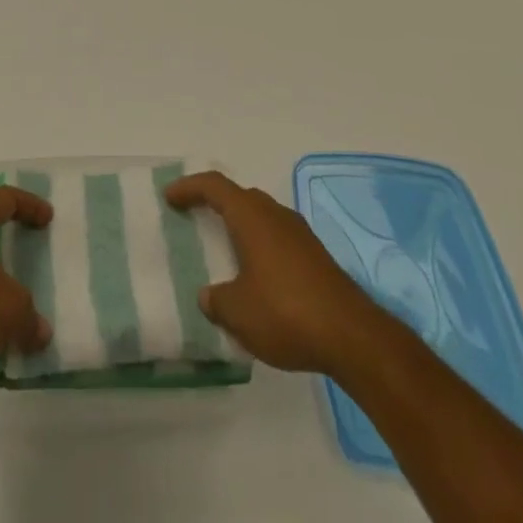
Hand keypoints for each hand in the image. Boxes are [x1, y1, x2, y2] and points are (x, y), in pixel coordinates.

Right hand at [165, 170, 387, 375]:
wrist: (352, 336)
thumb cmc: (285, 313)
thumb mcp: (238, 312)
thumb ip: (217, 301)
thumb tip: (209, 296)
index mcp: (251, 216)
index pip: (214, 186)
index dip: (189, 187)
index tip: (170, 196)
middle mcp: (275, 214)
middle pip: (240, 196)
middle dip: (216, 202)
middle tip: (195, 215)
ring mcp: (300, 234)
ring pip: (262, 216)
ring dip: (241, 224)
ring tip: (224, 247)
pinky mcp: (316, 257)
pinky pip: (278, 237)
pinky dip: (260, 245)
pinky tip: (258, 275)